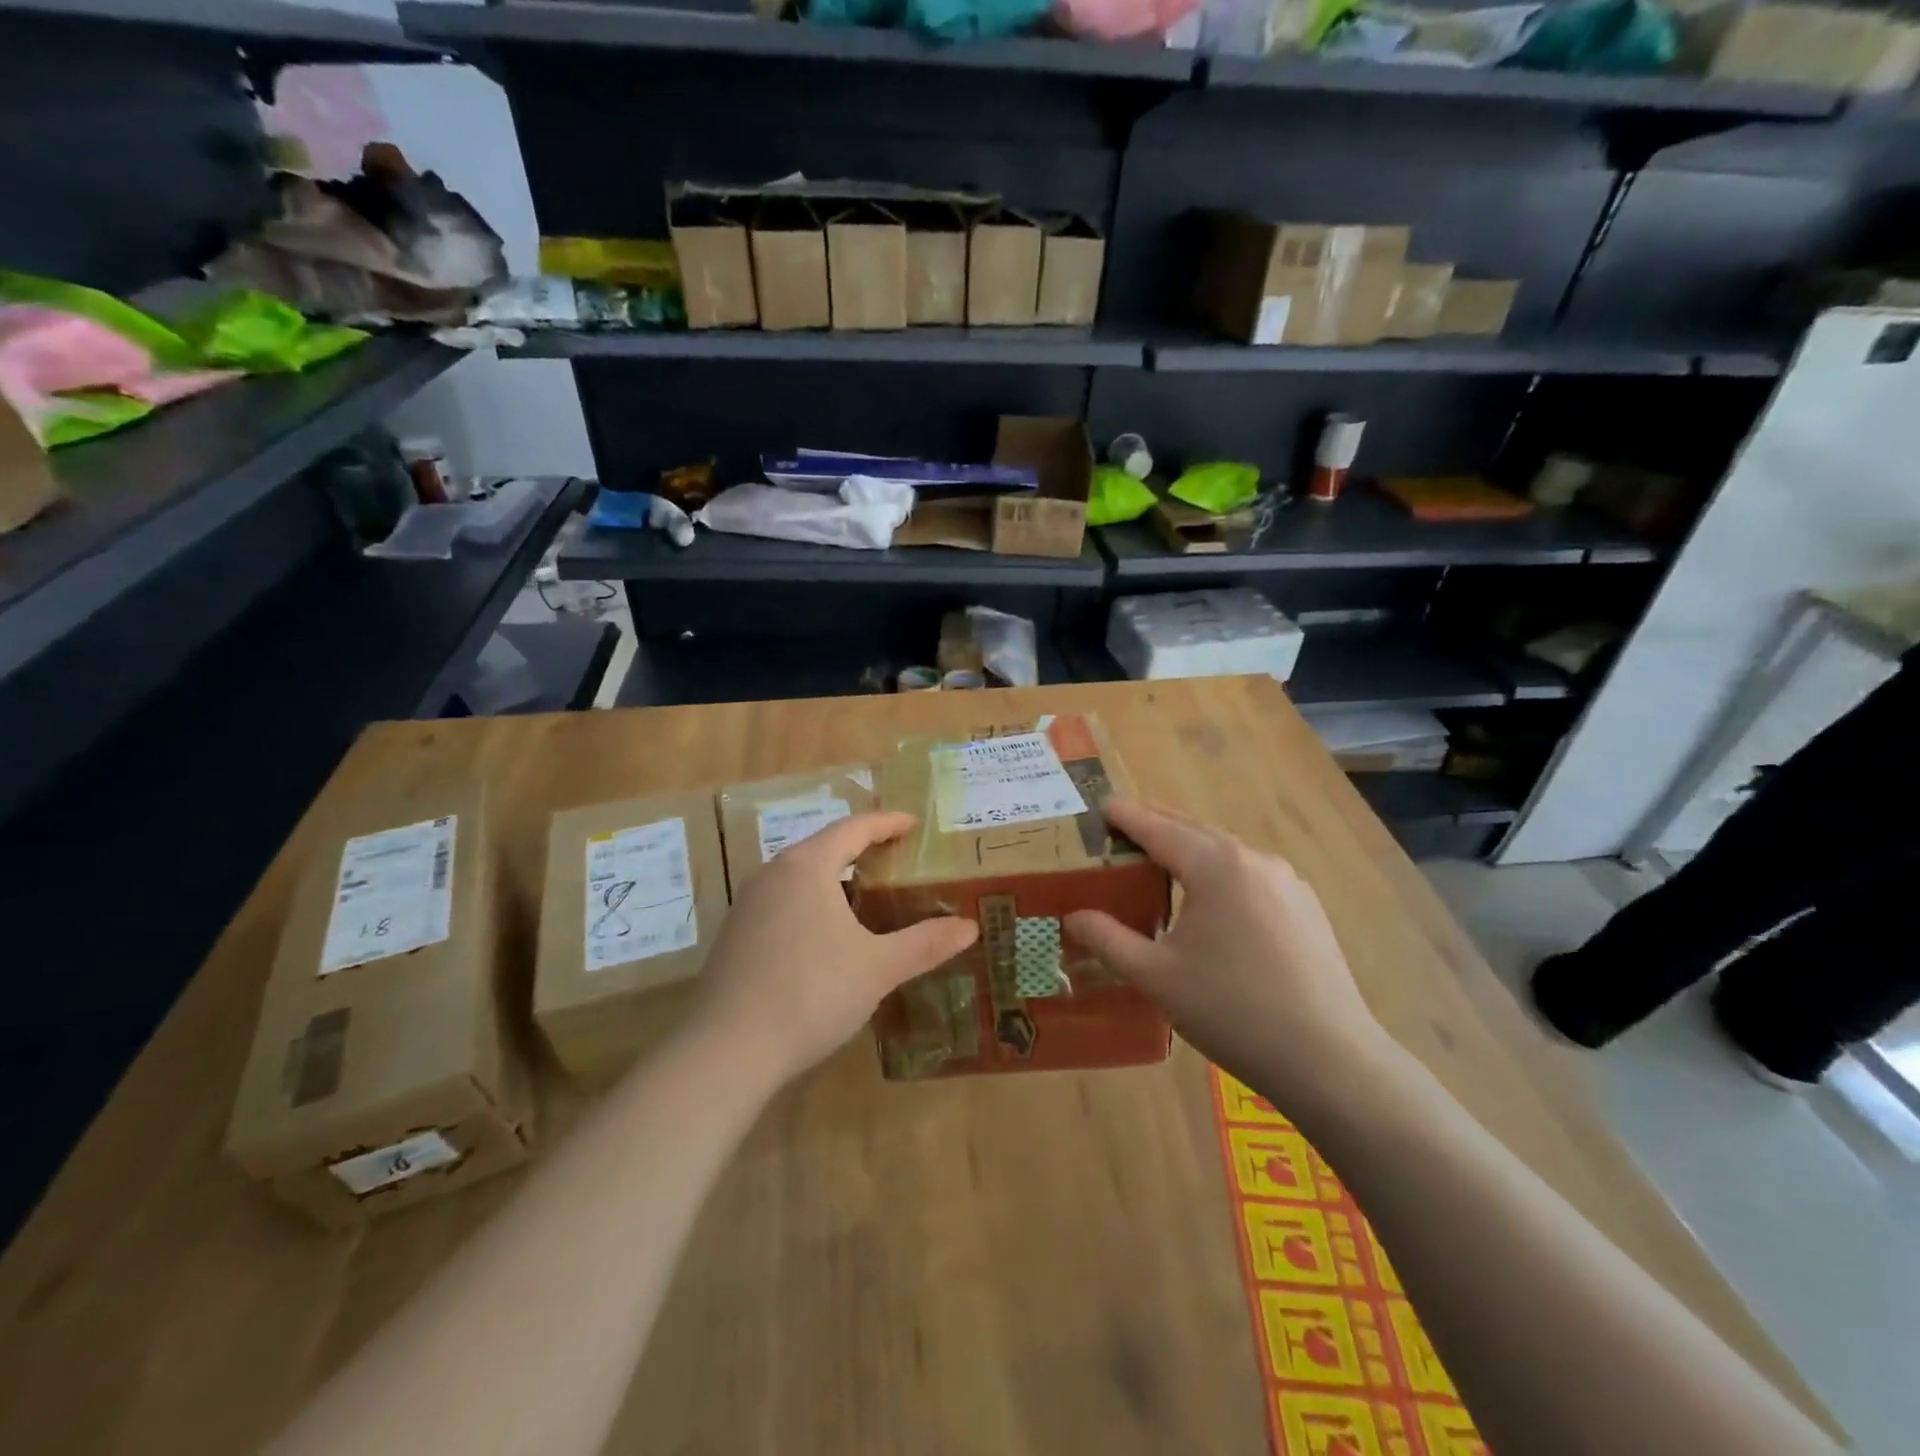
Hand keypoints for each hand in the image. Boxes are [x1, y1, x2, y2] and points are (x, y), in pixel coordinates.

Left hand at [689, 811, 977, 1086]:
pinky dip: (812, 904)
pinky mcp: (735, 934)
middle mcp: (773, 874)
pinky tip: (828, 938)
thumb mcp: (878, 968)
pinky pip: (783, 902)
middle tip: (897, 861)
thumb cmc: (811, 994)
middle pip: (824, 848)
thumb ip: (925, 943)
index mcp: (807, 867)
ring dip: (836, 880)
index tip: (912, 824)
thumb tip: (970, 927)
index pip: (854, 828)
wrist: (726, 1051)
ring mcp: (747, 904)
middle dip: (862, 851)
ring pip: (800, 877)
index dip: (886, 823)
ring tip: (868, 900)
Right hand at [1063, 800, 1389, 1111]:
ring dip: (1189, 849)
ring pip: (1224, 851)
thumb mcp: (1156, 976)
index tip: (1101, 807)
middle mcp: (1252, 859)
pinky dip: (1219, 872)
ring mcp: (1286, 881)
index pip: (1157, 828)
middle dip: (1155, 826)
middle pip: (1192, 830)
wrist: (1328, 1058)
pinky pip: (1249, 874)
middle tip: (1121, 830)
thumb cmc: (1231, 1009)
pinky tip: (1211, 901)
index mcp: (1214, 865)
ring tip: (1160, 863)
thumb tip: (1073, 916)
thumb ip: (1108, 939)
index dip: (1125, 816)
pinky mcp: (1305, 906)